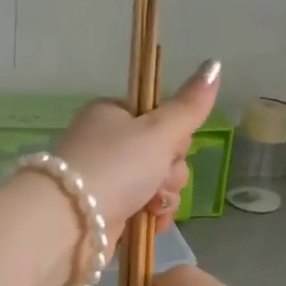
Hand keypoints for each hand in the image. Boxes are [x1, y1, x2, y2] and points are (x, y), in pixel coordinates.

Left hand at [52, 59, 221, 231]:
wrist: (70, 221)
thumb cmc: (115, 166)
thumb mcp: (158, 131)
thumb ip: (189, 105)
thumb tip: (215, 63)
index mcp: (112, 114)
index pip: (160, 117)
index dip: (175, 135)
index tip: (171, 147)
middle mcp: (107, 143)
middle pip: (163, 153)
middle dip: (170, 172)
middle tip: (158, 178)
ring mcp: (106, 178)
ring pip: (157, 183)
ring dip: (164, 196)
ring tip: (151, 205)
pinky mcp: (108, 209)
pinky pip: (144, 208)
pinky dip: (153, 217)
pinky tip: (152, 222)